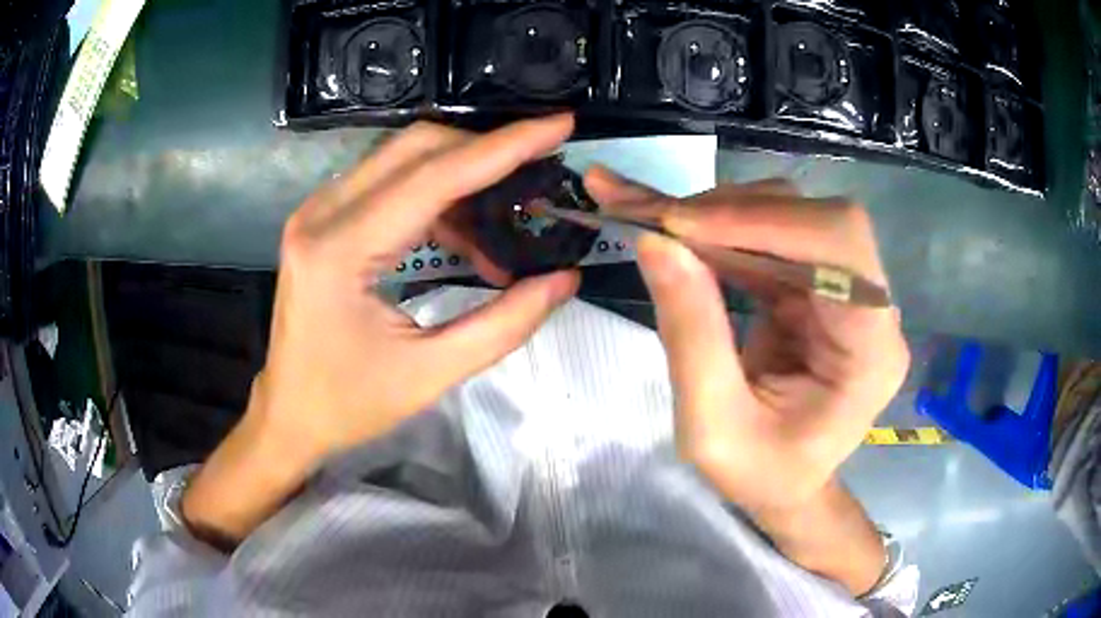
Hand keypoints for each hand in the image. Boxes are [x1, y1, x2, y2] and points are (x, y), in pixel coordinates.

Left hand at [182, 117, 579, 544]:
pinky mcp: (322, 218)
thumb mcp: (430, 374)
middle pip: (416, 147)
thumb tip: (564, 278)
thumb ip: (504, 325)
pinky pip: (389, 182)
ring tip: (501, 225)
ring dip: (460, 176)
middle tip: (535, 176)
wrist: (288, 414)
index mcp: (340, 251)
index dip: (504, 146)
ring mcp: (317, 211)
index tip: (558, 125)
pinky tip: (462, 236)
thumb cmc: (349, 403)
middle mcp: (322, 213)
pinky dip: (435, 197)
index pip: (435, 176)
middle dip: (485, 152)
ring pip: (403, 157)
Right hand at [585, 169, 908, 594]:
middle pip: (812, 219)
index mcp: (872, 349)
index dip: (764, 219)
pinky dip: (717, 229)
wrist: (785, 488)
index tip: (679, 224)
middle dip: (729, 212)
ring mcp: (845, 290)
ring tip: (649, 219)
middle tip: (650, 217)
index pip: (839, 244)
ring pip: (786, 216)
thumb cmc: (761, 476)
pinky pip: (768, 237)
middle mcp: (871, 307)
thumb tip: (655, 241)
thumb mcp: (713, 427)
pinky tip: (672, 230)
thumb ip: (691, 335)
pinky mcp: (816, 286)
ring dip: (715, 215)